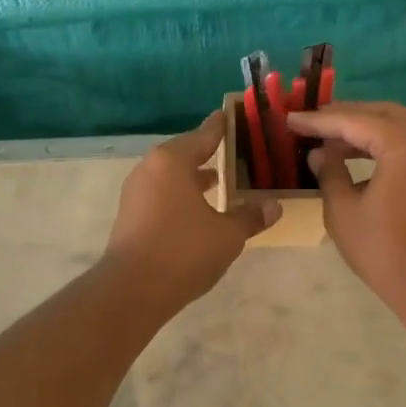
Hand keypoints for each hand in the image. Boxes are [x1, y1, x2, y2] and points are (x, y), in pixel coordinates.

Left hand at [104, 113, 279, 308]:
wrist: (133, 290)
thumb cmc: (183, 252)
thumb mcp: (227, 234)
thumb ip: (250, 216)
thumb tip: (274, 206)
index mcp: (172, 161)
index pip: (204, 134)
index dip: (223, 127)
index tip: (235, 116)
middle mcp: (150, 168)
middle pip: (185, 152)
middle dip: (211, 154)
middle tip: (238, 152)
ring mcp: (136, 192)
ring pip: (172, 175)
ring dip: (195, 177)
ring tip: (222, 181)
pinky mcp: (131, 215)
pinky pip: (162, 194)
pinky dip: (181, 194)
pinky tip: (199, 209)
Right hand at [286, 102, 405, 316]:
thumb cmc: (383, 250)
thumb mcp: (343, 211)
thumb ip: (329, 173)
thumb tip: (319, 153)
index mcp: (404, 145)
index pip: (354, 121)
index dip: (319, 121)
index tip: (291, 120)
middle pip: (382, 113)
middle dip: (345, 115)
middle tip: (312, 123)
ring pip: (398, 126)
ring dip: (364, 128)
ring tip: (329, 139)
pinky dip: (383, 143)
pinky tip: (357, 157)